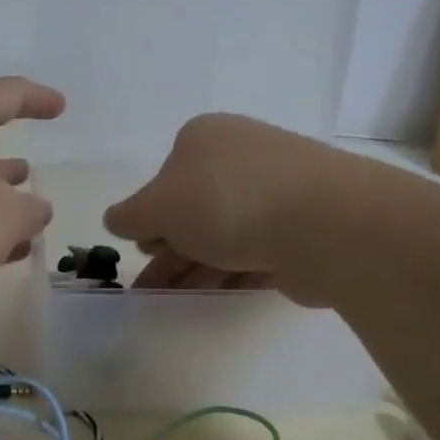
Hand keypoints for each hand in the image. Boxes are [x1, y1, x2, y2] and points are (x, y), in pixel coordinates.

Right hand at [103, 112, 342, 303]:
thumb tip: (116, 220)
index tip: (143, 249)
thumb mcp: (158, 207)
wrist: (323, 222)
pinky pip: (257, 248)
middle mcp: (241, 155)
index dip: (150, 215)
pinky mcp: (304, 225)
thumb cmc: (225, 200)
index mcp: (204, 137)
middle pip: (194, 207)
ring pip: (225, 231)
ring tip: (173, 302)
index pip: (166, 177)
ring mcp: (278, 188)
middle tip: (151, 288)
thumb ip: (130, 215)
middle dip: (170, 250)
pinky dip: (232, 270)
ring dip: (196, 266)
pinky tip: (215, 296)